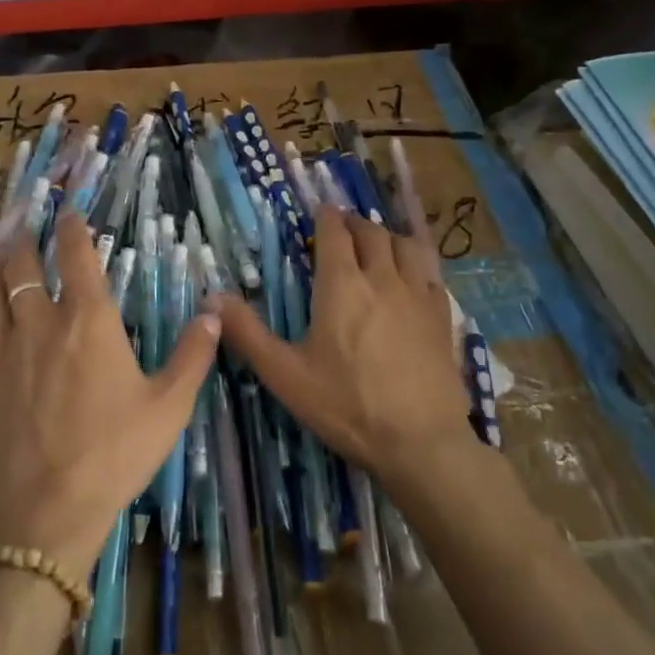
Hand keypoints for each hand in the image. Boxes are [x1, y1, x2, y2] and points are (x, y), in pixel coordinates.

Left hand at [0, 213, 219, 577]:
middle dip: (22, 240)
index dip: (71, 229)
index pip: (76, 256)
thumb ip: (192, 355)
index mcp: (87, 321)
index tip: (67, 212)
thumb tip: (214, 312)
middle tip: (22, 227)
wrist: (42, 514)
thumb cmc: (113, 454)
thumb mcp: (169, 407)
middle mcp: (38, 324)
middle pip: (20, 266)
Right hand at [213, 210, 473, 494]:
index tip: (319, 211)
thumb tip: (211, 297)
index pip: (335, 233)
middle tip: (342, 229)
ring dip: (388, 237)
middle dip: (354, 224)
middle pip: (371, 232)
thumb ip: (246, 333)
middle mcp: (382, 278)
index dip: (326, 217)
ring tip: (378, 245)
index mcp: (342, 285)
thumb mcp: (285, 374)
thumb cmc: (346, 406)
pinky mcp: (442, 317)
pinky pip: (431, 274)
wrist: (420, 443)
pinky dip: (417, 265)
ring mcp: (418, 296)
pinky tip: (413, 279)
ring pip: (406, 246)